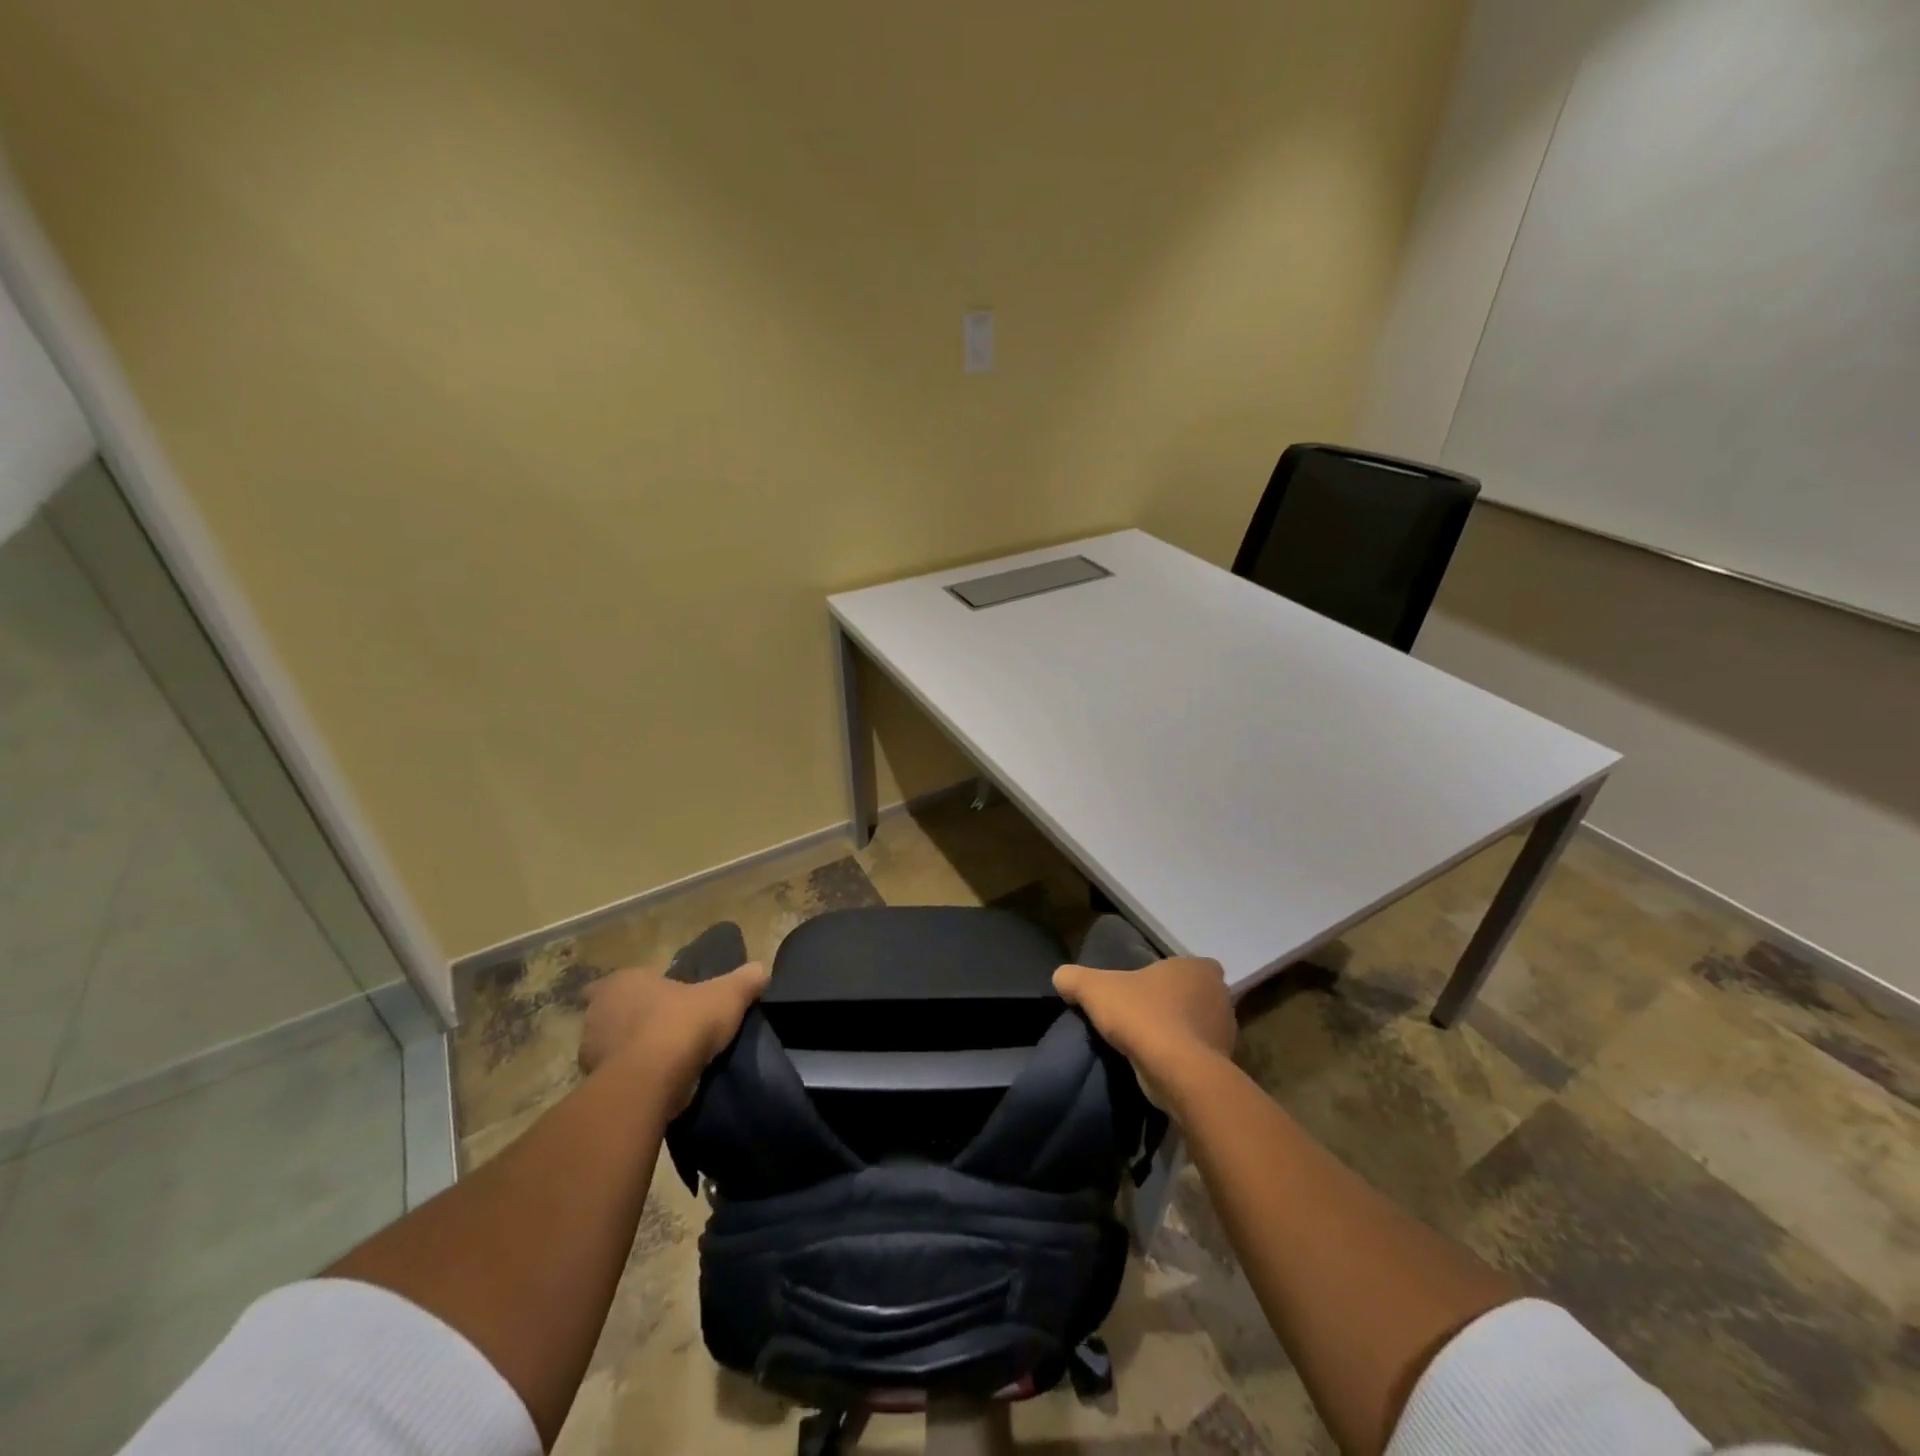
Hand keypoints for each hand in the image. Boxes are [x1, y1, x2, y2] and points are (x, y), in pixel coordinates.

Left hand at [579, 961, 770, 1110]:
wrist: (651, 1081)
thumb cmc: (683, 1023)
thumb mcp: (726, 995)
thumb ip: (744, 980)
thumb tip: (762, 970)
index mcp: (623, 982)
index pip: (622, 980)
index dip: (639, 989)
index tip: (658, 999)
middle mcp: (599, 1012)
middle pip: (612, 1013)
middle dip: (632, 1020)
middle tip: (664, 1028)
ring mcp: (591, 1051)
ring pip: (610, 1047)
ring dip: (630, 1052)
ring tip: (664, 1060)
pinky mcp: (595, 1086)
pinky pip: (615, 1077)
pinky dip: (632, 1079)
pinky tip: (657, 1084)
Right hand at [1053, 956, 1234, 1106]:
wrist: (1176, 1071)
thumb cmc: (1142, 1016)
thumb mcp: (1095, 989)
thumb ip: (1075, 978)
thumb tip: (1060, 976)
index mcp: (1198, 969)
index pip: (1190, 966)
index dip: (1170, 976)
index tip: (1149, 988)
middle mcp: (1219, 996)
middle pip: (1196, 996)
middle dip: (1176, 1004)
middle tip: (1145, 1014)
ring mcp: (1226, 1033)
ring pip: (1199, 1027)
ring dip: (1180, 1033)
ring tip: (1148, 1043)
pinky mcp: (1223, 1066)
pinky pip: (1200, 1056)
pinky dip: (1183, 1059)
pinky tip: (1159, 1065)